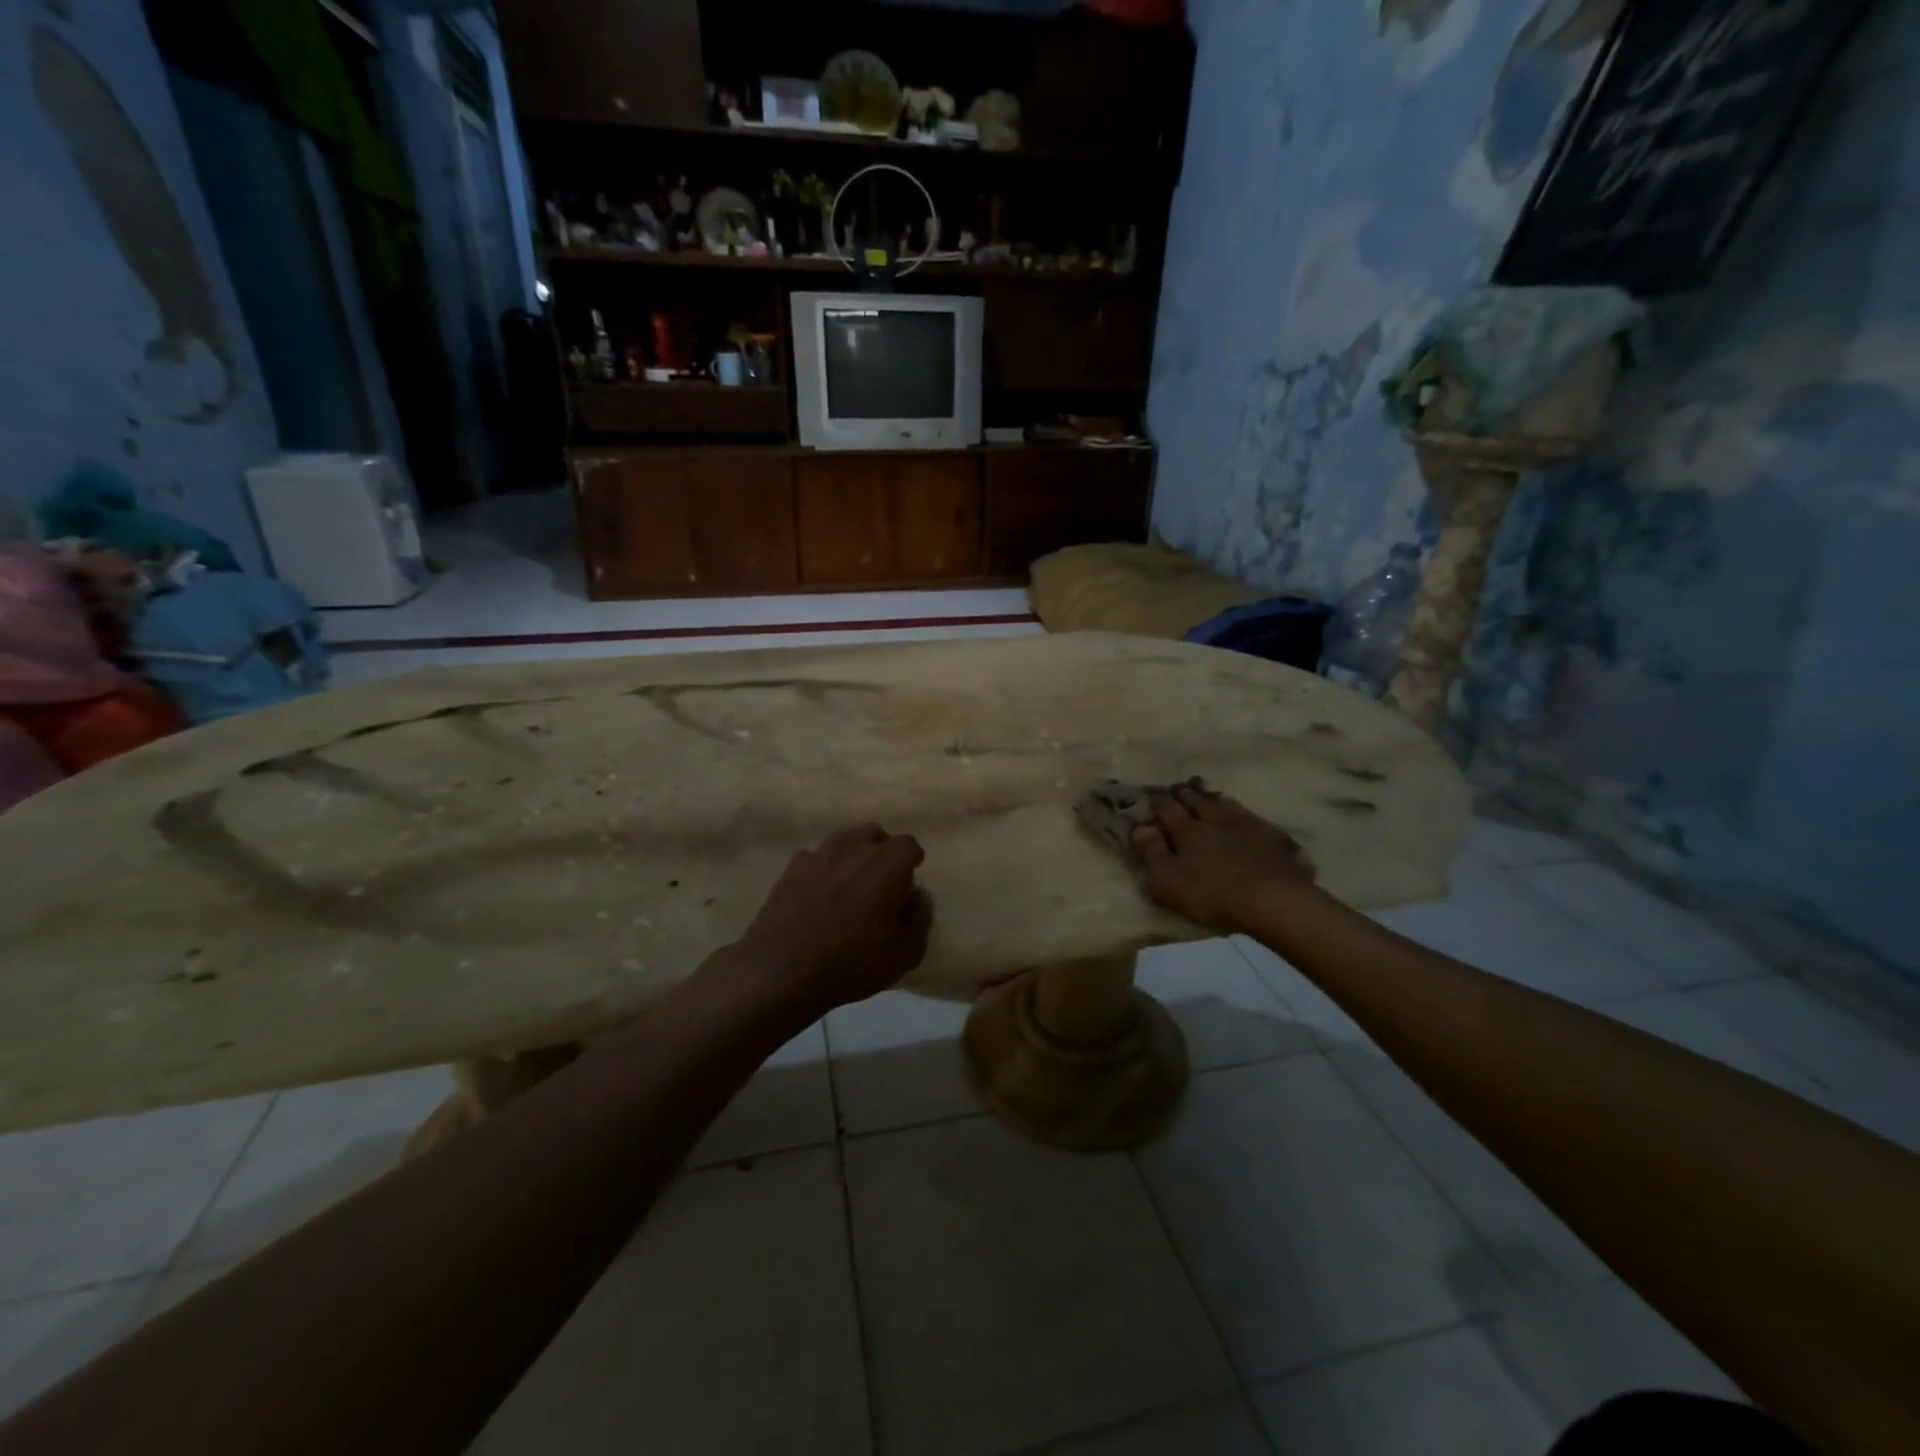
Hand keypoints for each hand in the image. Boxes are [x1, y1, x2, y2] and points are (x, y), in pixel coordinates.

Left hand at [729, 823, 933, 1015]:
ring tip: (851, 883)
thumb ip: (920, 918)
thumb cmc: (851, 963)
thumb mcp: (904, 954)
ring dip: (853, 856)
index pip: (908, 845)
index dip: (912, 860)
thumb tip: (918, 895)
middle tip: (882, 880)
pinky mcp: (791, 868)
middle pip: (875, 834)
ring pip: (844, 841)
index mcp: (887, 865)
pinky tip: (819, 894)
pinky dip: (823, 869)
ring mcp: (819, 855)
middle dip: (883, 851)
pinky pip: (816, 858)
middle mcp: (854, 848)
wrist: (781, 970)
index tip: (910, 878)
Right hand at [1130, 785, 1317, 934]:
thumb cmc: (1213, 894)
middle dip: (1184, 795)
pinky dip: (1239, 811)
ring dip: (1212, 799)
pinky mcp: (1271, 834)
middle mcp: (1214, 819)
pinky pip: (1250, 815)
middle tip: (1178, 790)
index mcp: (1187, 830)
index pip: (1167, 809)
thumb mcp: (1168, 881)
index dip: (1157, 802)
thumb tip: (1140, 827)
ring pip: (1224, 803)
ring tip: (1208, 798)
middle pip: (1196, 800)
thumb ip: (1151, 853)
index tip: (1150, 796)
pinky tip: (1242, 816)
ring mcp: (1245, 823)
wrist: (1274, 899)